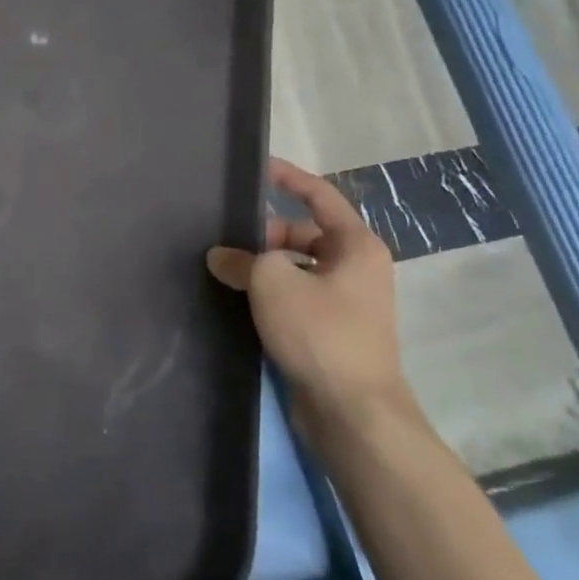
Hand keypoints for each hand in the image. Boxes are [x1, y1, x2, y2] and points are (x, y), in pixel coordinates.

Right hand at [207, 157, 415, 443]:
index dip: (288, 178)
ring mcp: (347, 302)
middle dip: (264, 233)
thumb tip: (221, 257)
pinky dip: (271, 293)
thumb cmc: (320, 332)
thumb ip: (242, 259)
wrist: (352, 411)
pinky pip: (297, 296)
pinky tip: (240, 301)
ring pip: (297, 267)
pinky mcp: (333, 331)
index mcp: (356, 245)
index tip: (256, 168)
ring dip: (264, 266)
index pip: (320, 196)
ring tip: (224, 268)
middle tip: (224, 237)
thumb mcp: (272, 282)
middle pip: (303, 234)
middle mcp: (357, 268)